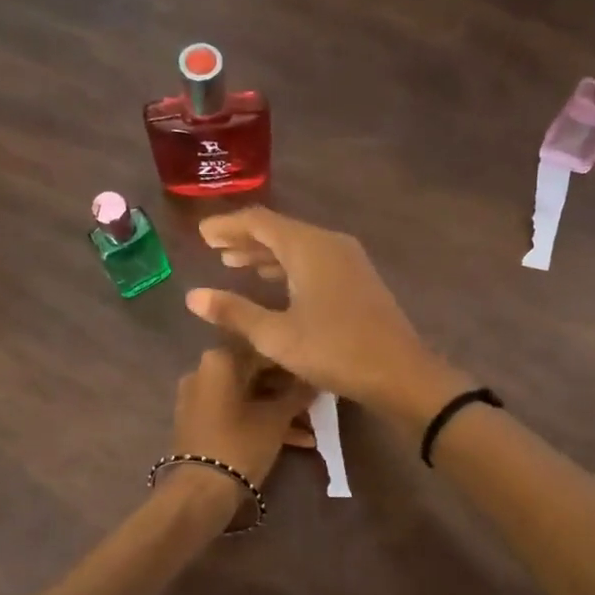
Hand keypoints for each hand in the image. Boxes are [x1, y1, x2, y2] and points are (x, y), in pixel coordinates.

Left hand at [171, 346, 316, 498]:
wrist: (201, 491)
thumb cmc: (241, 444)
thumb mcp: (277, 418)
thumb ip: (298, 394)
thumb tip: (315, 379)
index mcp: (220, 360)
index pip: (266, 351)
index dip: (294, 364)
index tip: (316, 375)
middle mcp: (204, 372)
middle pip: (255, 374)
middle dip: (288, 390)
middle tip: (316, 402)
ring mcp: (199, 398)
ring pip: (248, 397)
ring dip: (278, 410)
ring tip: (311, 427)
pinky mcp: (199, 422)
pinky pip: (236, 413)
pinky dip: (260, 422)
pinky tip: (296, 440)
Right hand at [185, 208, 468, 423]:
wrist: (400, 373)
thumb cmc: (334, 351)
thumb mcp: (276, 336)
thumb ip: (234, 312)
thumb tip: (193, 296)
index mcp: (308, 247)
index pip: (259, 221)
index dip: (227, 226)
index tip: (202, 235)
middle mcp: (329, 243)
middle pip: (279, 230)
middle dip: (245, 238)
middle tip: (214, 248)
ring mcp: (348, 260)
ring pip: (298, 246)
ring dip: (266, 253)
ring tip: (234, 264)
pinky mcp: (358, 279)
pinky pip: (314, 260)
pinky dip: (288, 266)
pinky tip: (274, 282)